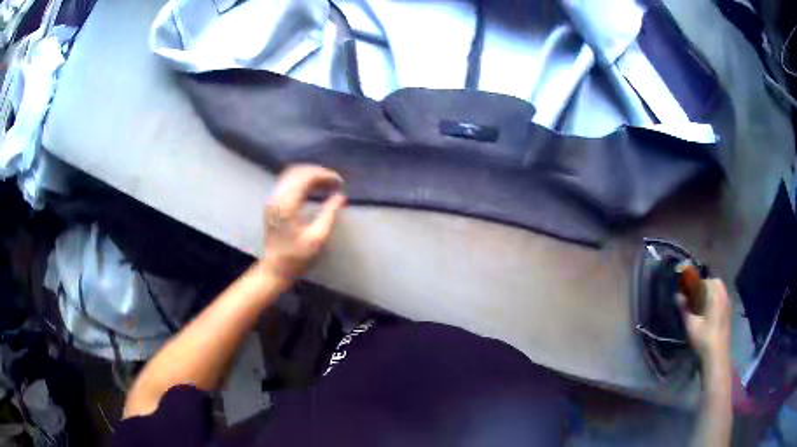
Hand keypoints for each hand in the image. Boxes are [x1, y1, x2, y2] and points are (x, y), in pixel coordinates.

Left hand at [260, 165, 346, 281]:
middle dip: (319, 173)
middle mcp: (277, 197)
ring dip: (310, 175)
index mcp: (287, 204)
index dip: (325, 175)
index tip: (340, 183)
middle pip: (298, 171)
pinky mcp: (272, 203)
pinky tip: (313, 189)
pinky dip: (302, 181)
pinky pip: (287, 182)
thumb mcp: (318, 238)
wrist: (275, 269)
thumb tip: (341, 196)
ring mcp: (272, 199)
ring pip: (291, 174)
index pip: (306, 177)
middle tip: (335, 183)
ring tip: (327, 184)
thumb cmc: (297, 257)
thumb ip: (330, 214)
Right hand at [678, 279, 731, 369]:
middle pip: (712, 283)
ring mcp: (728, 303)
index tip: (686, 293)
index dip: (693, 285)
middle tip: (692, 300)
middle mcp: (723, 293)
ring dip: (709, 295)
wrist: (717, 355)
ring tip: (699, 307)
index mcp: (715, 292)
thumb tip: (677, 295)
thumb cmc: (704, 338)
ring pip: (718, 292)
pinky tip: (707, 315)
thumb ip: (684, 308)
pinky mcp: (729, 312)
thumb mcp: (691, 324)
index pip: (703, 281)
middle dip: (703, 288)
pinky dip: (714, 302)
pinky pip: (721, 299)